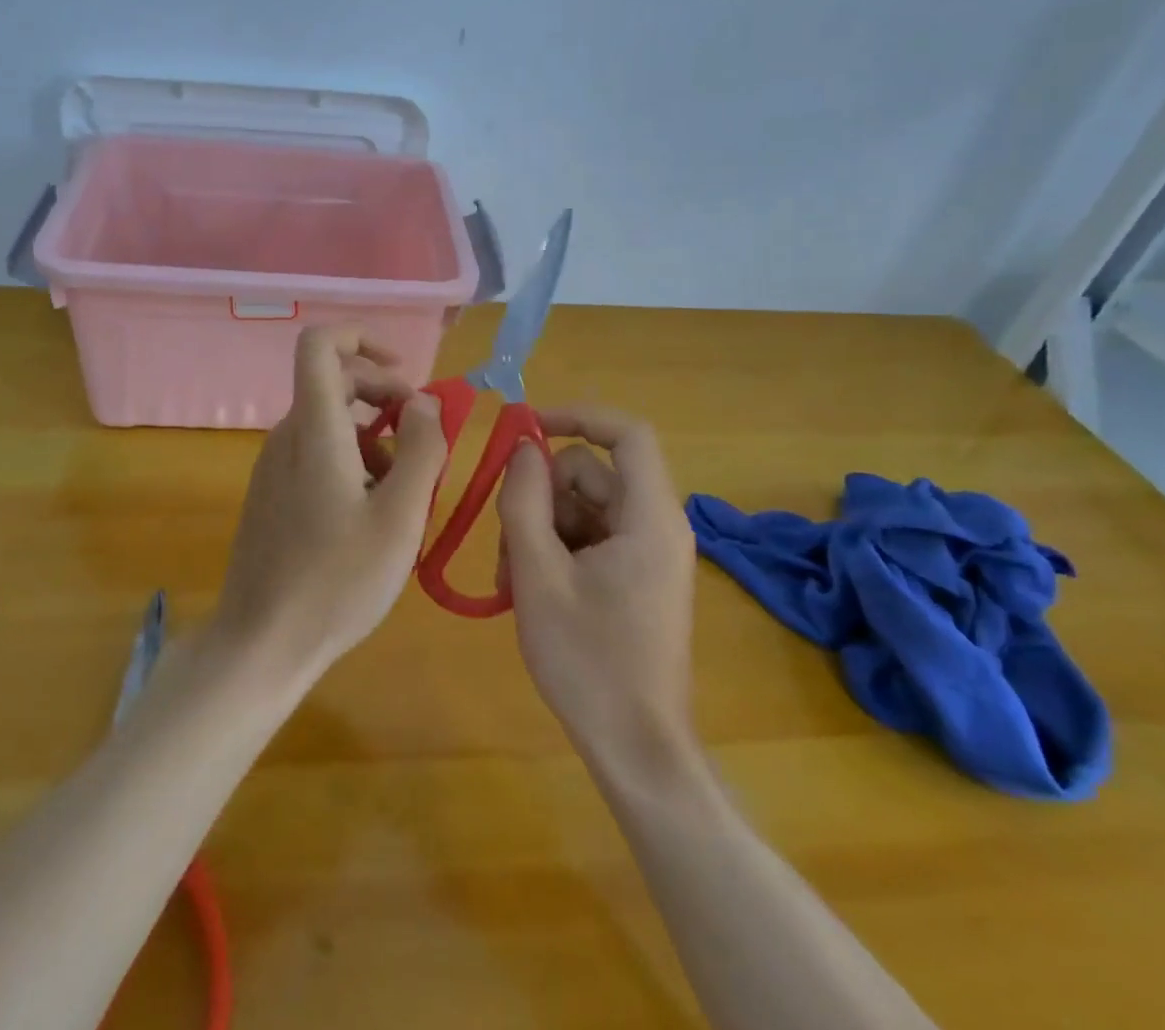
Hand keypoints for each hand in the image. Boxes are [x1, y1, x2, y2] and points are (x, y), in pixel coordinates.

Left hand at [211, 326, 447, 678]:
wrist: (262, 644)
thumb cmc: (337, 581)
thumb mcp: (400, 517)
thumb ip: (421, 450)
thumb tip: (424, 401)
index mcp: (314, 429)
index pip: (320, 344)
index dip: (362, 338)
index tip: (404, 372)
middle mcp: (287, 435)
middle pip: (334, 381)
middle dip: (385, 394)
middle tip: (425, 436)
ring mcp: (275, 465)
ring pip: (330, 421)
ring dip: (375, 435)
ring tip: (408, 486)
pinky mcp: (273, 492)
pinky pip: (317, 451)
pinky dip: (353, 459)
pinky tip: (375, 510)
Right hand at [498, 407, 697, 773]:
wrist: (636, 749)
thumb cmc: (588, 661)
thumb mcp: (538, 573)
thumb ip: (524, 500)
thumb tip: (522, 448)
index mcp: (649, 518)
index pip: (627, 434)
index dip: (577, 416)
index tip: (525, 427)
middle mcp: (657, 526)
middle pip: (591, 474)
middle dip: (542, 497)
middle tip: (508, 545)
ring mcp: (648, 553)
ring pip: (584, 507)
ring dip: (541, 530)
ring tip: (515, 582)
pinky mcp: (637, 577)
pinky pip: (591, 538)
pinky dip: (556, 552)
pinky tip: (531, 592)